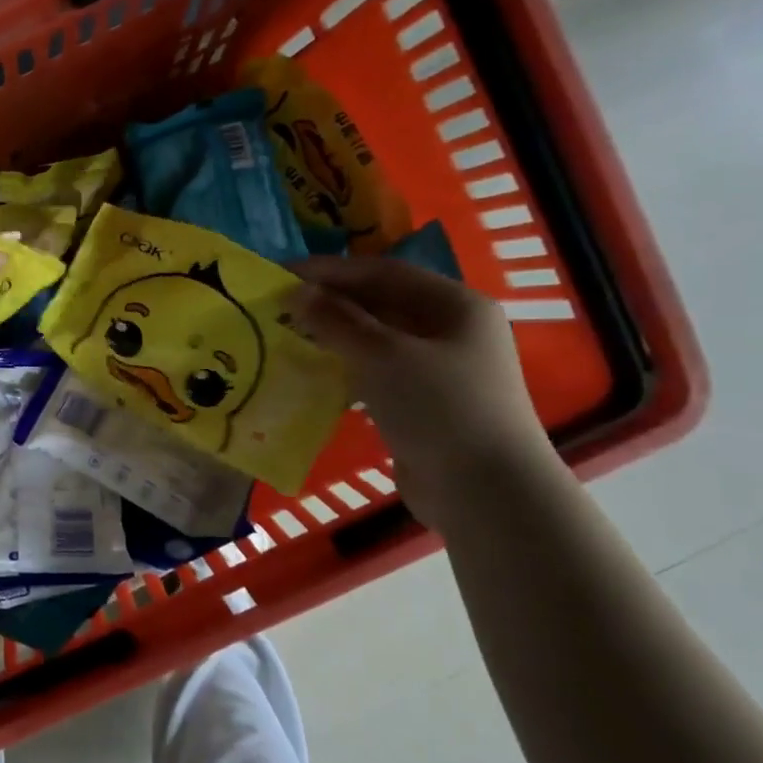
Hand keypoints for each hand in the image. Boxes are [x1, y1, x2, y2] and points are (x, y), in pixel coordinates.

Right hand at [285, 257, 557, 530]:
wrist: (483, 492)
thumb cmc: (438, 409)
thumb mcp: (382, 356)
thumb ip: (336, 321)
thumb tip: (297, 294)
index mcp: (455, 305)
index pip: (383, 272)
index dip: (330, 270)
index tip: (281, 274)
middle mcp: (452, 330)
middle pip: (382, 304)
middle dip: (330, 303)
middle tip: (279, 307)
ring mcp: (440, 370)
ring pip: (377, 340)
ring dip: (334, 337)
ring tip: (288, 337)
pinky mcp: (425, 404)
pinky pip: (377, 374)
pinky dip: (345, 369)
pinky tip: (314, 375)